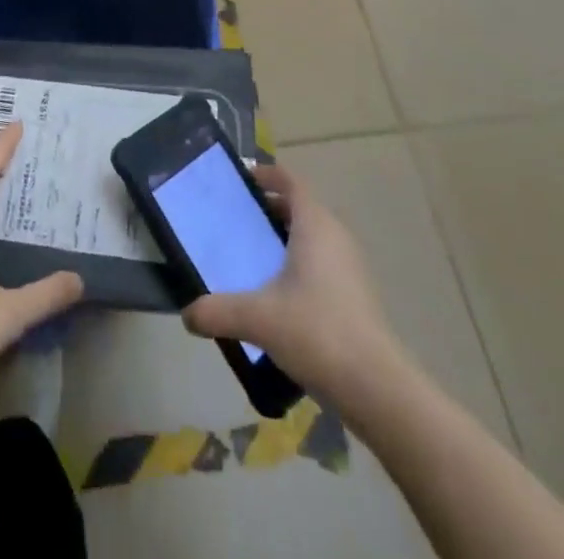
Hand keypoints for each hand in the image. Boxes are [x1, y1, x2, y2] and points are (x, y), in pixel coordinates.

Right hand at [181, 163, 399, 398]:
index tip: (238, 182)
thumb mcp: (258, 318)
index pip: (290, 181)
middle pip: (299, 207)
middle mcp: (335, 236)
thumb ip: (218, 311)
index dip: (265, 175)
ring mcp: (349, 266)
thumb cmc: (316, 332)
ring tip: (250, 258)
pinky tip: (276, 296)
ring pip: (311, 237)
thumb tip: (186, 314)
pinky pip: (321, 263)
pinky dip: (297, 265)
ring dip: (283, 240)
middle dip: (268, 209)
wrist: (377, 388)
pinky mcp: (355, 295)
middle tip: (234, 222)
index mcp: (315, 224)